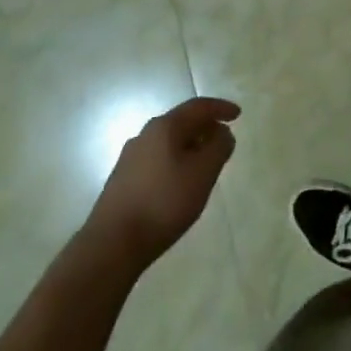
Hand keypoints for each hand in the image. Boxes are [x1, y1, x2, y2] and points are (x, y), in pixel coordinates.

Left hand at [84, 97, 238, 266]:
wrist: (112, 243)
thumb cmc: (164, 203)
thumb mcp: (202, 174)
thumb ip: (218, 148)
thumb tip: (222, 132)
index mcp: (164, 127)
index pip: (197, 107)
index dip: (220, 108)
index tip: (238, 115)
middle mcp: (144, 135)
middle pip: (180, 122)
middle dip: (205, 127)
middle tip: (223, 140)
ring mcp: (130, 157)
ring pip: (167, 142)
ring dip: (190, 146)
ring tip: (205, 163)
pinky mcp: (122, 179)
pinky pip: (157, 159)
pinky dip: (175, 160)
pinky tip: (180, 182)